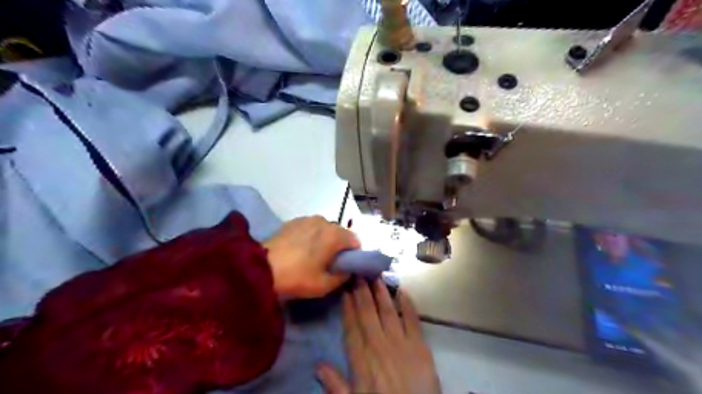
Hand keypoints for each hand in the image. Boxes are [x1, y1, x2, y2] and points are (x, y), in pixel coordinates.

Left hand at [265, 215, 357, 297]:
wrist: (261, 268)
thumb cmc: (297, 277)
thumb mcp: (324, 285)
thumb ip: (344, 276)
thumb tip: (349, 270)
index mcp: (335, 235)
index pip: (355, 241)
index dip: (353, 255)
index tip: (344, 267)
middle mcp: (324, 221)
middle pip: (340, 233)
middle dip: (338, 246)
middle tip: (328, 263)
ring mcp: (308, 219)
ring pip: (325, 229)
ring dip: (324, 240)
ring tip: (312, 255)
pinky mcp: (294, 221)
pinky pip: (310, 227)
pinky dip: (311, 236)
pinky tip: (300, 249)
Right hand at [317, 280, 436, 393]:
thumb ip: (335, 385)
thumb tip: (317, 365)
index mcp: (362, 361)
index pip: (351, 328)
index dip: (348, 308)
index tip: (345, 290)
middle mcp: (379, 346)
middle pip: (368, 314)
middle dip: (362, 293)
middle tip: (359, 273)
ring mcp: (401, 344)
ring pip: (387, 312)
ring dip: (381, 293)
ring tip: (375, 276)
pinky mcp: (420, 346)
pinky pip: (412, 320)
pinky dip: (407, 305)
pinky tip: (402, 291)